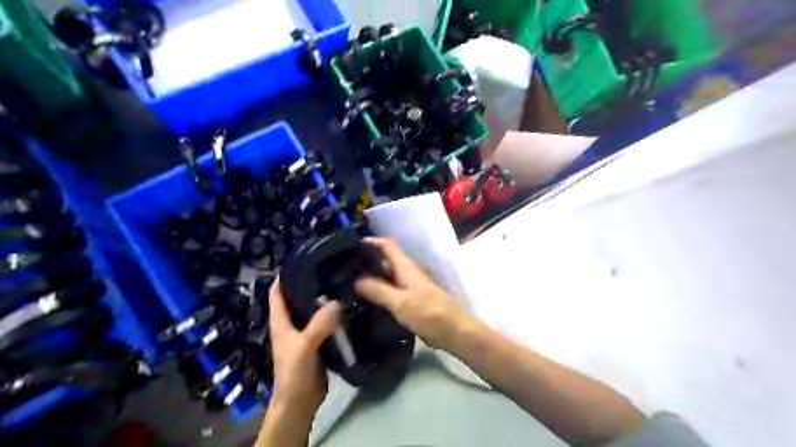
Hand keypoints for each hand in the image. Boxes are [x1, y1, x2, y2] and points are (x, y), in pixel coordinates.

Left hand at [268, 278, 340, 416]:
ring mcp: (305, 331)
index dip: (284, 275)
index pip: (277, 291)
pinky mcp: (318, 340)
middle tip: (329, 266)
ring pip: (312, 308)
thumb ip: (319, 325)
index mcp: (281, 321)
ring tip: (340, 281)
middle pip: (297, 296)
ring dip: (322, 297)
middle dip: (309, 281)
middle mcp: (291, 322)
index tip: (302, 258)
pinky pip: (324, 321)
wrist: (300, 401)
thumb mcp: (304, 346)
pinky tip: (346, 304)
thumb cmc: (294, 372)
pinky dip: (332, 312)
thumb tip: (338, 302)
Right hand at [355, 239, 467, 351]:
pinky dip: (376, 293)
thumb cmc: (428, 313)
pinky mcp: (409, 302)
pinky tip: (362, 301)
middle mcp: (406, 274)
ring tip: (345, 284)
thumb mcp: (400, 302)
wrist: (453, 332)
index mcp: (405, 267)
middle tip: (340, 269)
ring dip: (369, 279)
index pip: (387, 246)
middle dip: (365, 263)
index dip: (371, 242)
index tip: (349, 245)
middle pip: (384, 262)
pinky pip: (389, 292)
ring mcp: (408, 288)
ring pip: (385, 278)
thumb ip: (378, 290)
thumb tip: (354, 280)